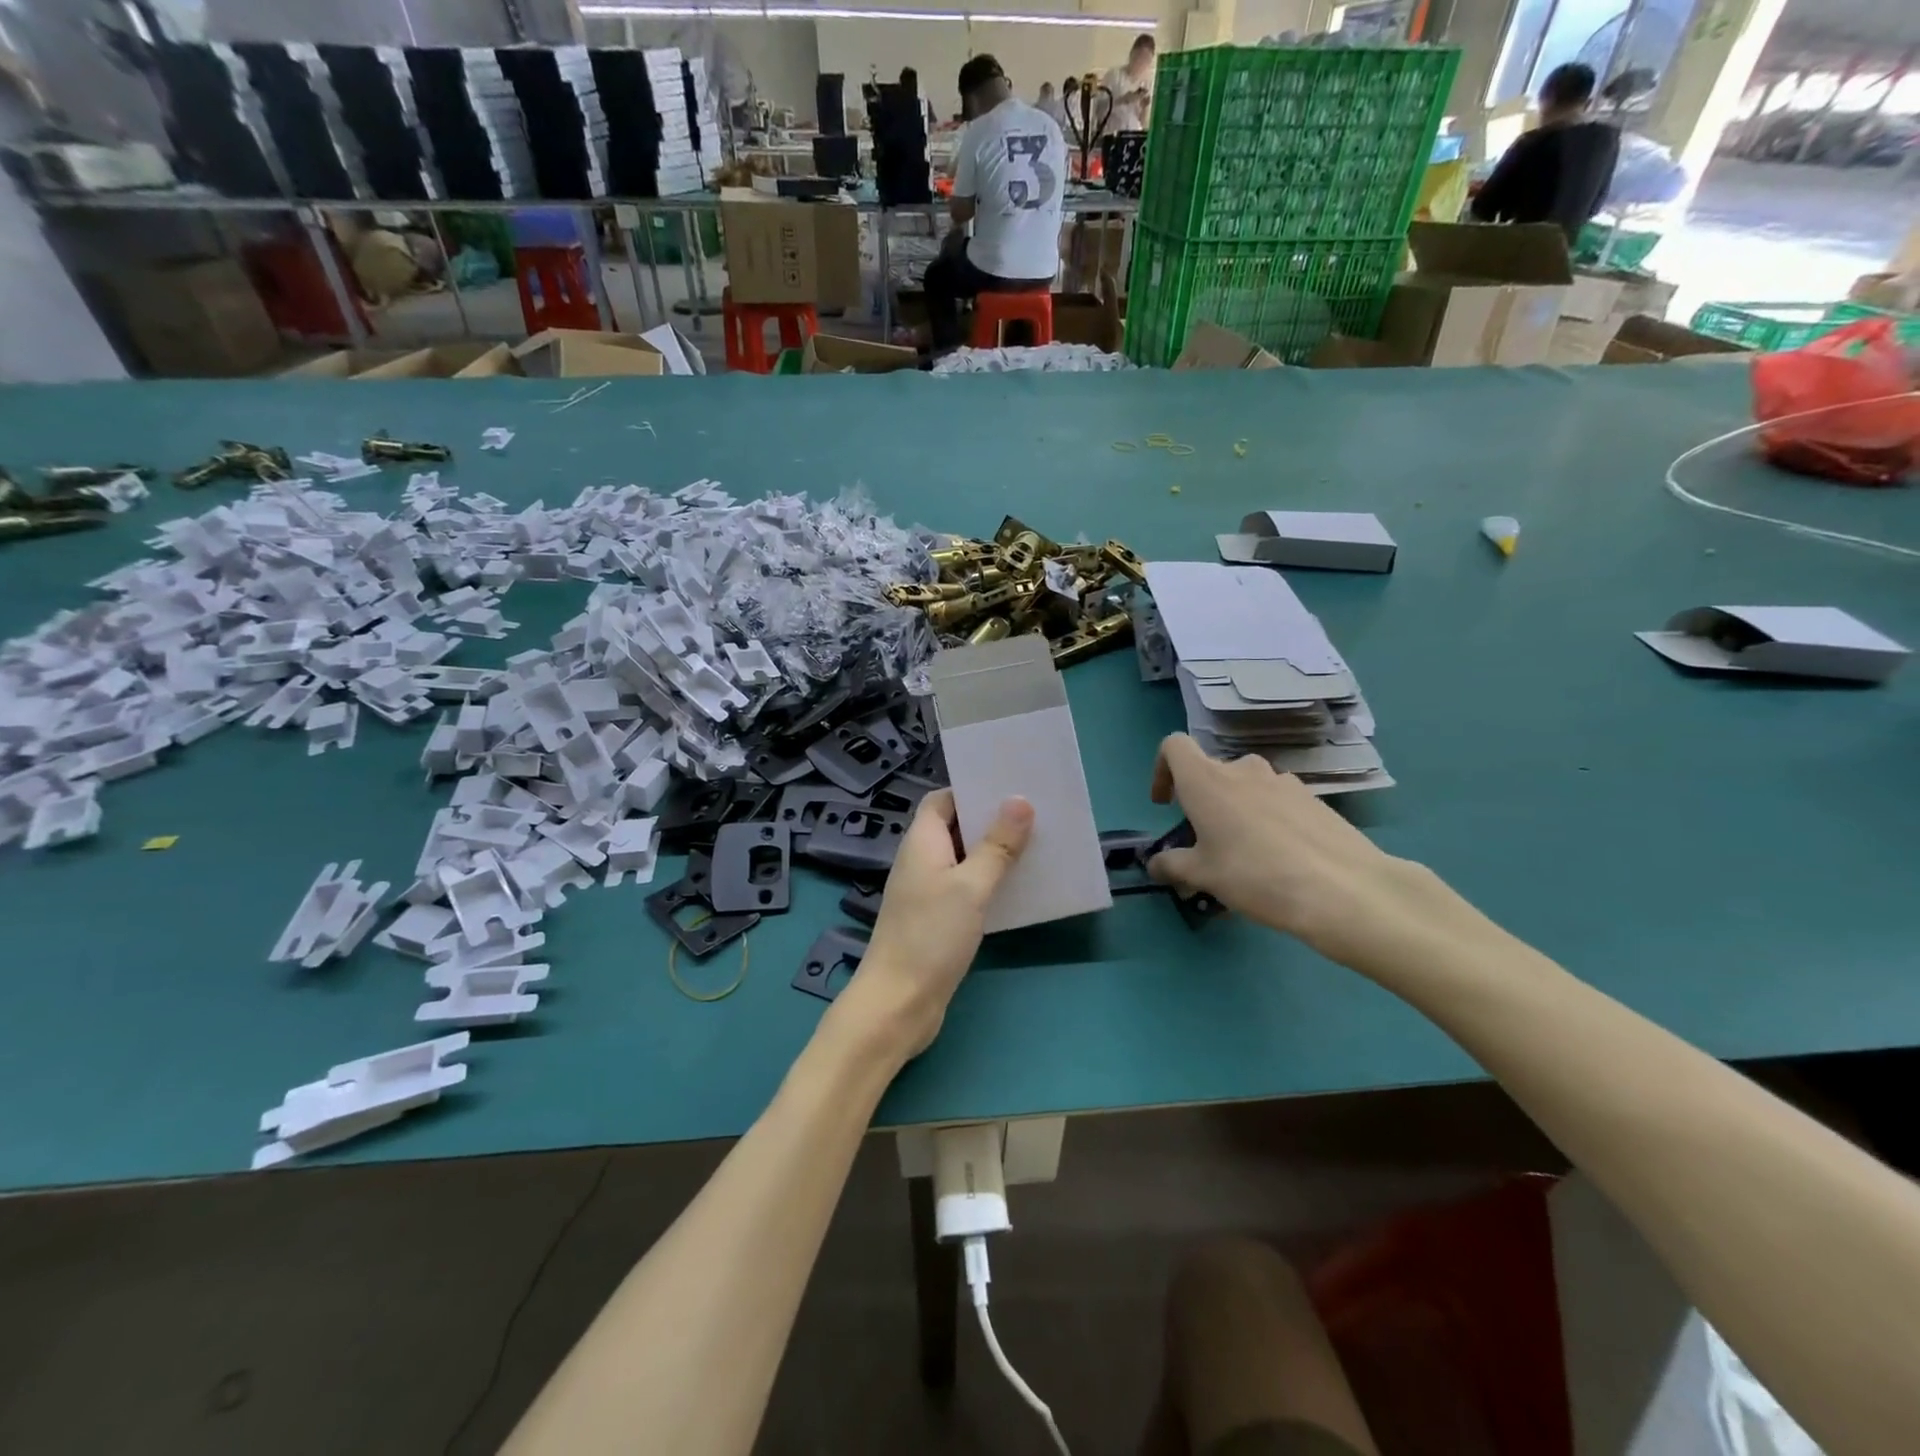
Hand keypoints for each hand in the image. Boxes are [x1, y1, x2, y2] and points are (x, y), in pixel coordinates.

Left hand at [828, 789, 1033, 1062]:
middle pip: (955, 827)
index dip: (972, 790)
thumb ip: (997, 845)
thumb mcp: (971, 887)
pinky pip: (966, 887)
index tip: (1011, 787)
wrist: (898, 1002)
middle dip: (991, 819)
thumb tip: (1020, 801)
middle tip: (1036, 812)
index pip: (942, 799)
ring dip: (993, 851)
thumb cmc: (931, 936)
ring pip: (964, 858)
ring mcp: (927, 890)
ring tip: (1036, 844)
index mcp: (922, 841)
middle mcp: (921, 860)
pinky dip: (988, 881)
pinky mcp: (937, 918)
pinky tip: (1018, 887)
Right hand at [1147, 734, 1458, 974]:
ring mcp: (1282, 781)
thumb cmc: (1255, 875)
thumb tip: (1156, 864)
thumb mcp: (1202, 876)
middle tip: (1205, 844)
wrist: (1343, 889)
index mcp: (1206, 780)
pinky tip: (1279, 858)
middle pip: (1211, 772)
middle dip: (1201, 802)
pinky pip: (1276, 802)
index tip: (1166, 804)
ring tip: (1243, 855)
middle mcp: (1242, 769)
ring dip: (1236, 811)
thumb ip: (1172, 865)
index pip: (1174, 746)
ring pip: (1246, 788)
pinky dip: (1267, 820)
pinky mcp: (1313, 799)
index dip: (1162, 770)